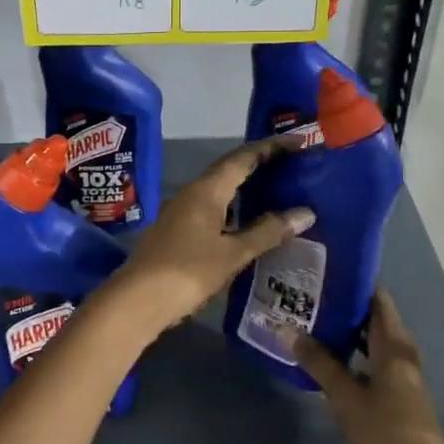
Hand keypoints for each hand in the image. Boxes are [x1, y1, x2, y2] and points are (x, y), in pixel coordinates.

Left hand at [98, 138, 314, 334]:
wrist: (137, 301)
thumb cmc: (187, 272)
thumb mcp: (233, 253)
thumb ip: (268, 232)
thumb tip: (305, 213)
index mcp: (206, 190)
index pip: (243, 157)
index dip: (272, 147)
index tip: (299, 142)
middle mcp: (192, 193)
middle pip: (231, 170)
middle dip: (262, 165)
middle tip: (294, 165)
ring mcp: (182, 212)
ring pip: (221, 190)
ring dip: (248, 188)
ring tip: (279, 192)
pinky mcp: (178, 231)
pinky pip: (214, 209)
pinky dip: (236, 208)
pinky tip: (251, 223)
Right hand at [284, 290, 443, 443]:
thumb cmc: (387, 432)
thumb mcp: (346, 396)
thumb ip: (317, 362)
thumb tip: (285, 329)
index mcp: (394, 344)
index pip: (376, 297)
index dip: (352, 281)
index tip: (322, 269)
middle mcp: (400, 353)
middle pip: (371, 318)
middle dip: (341, 306)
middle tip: (305, 295)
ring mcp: (400, 375)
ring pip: (369, 342)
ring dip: (343, 333)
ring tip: (307, 321)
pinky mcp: (396, 395)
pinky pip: (369, 363)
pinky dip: (349, 356)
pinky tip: (322, 359)